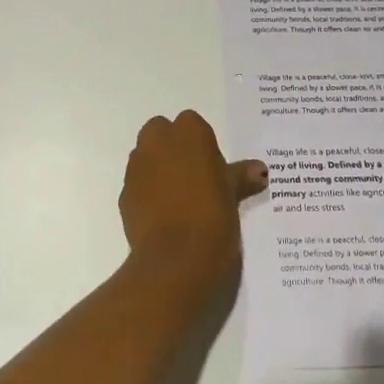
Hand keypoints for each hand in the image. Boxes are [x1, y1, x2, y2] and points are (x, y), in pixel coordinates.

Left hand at [118, 112, 266, 289]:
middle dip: (172, 148)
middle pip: (161, 132)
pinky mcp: (124, 192)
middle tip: (193, 177)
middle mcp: (157, 141)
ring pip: (145, 156)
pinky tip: (163, 216)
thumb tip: (259, 169)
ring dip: (157, 168)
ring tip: (179, 199)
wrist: (177, 259)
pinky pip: (137, 184)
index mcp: (189, 133)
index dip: (201, 144)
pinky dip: (146, 192)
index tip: (212, 167)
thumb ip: (241, 176)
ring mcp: (137, 166)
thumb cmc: (213, 217)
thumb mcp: (233, 195)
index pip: (192, 124)